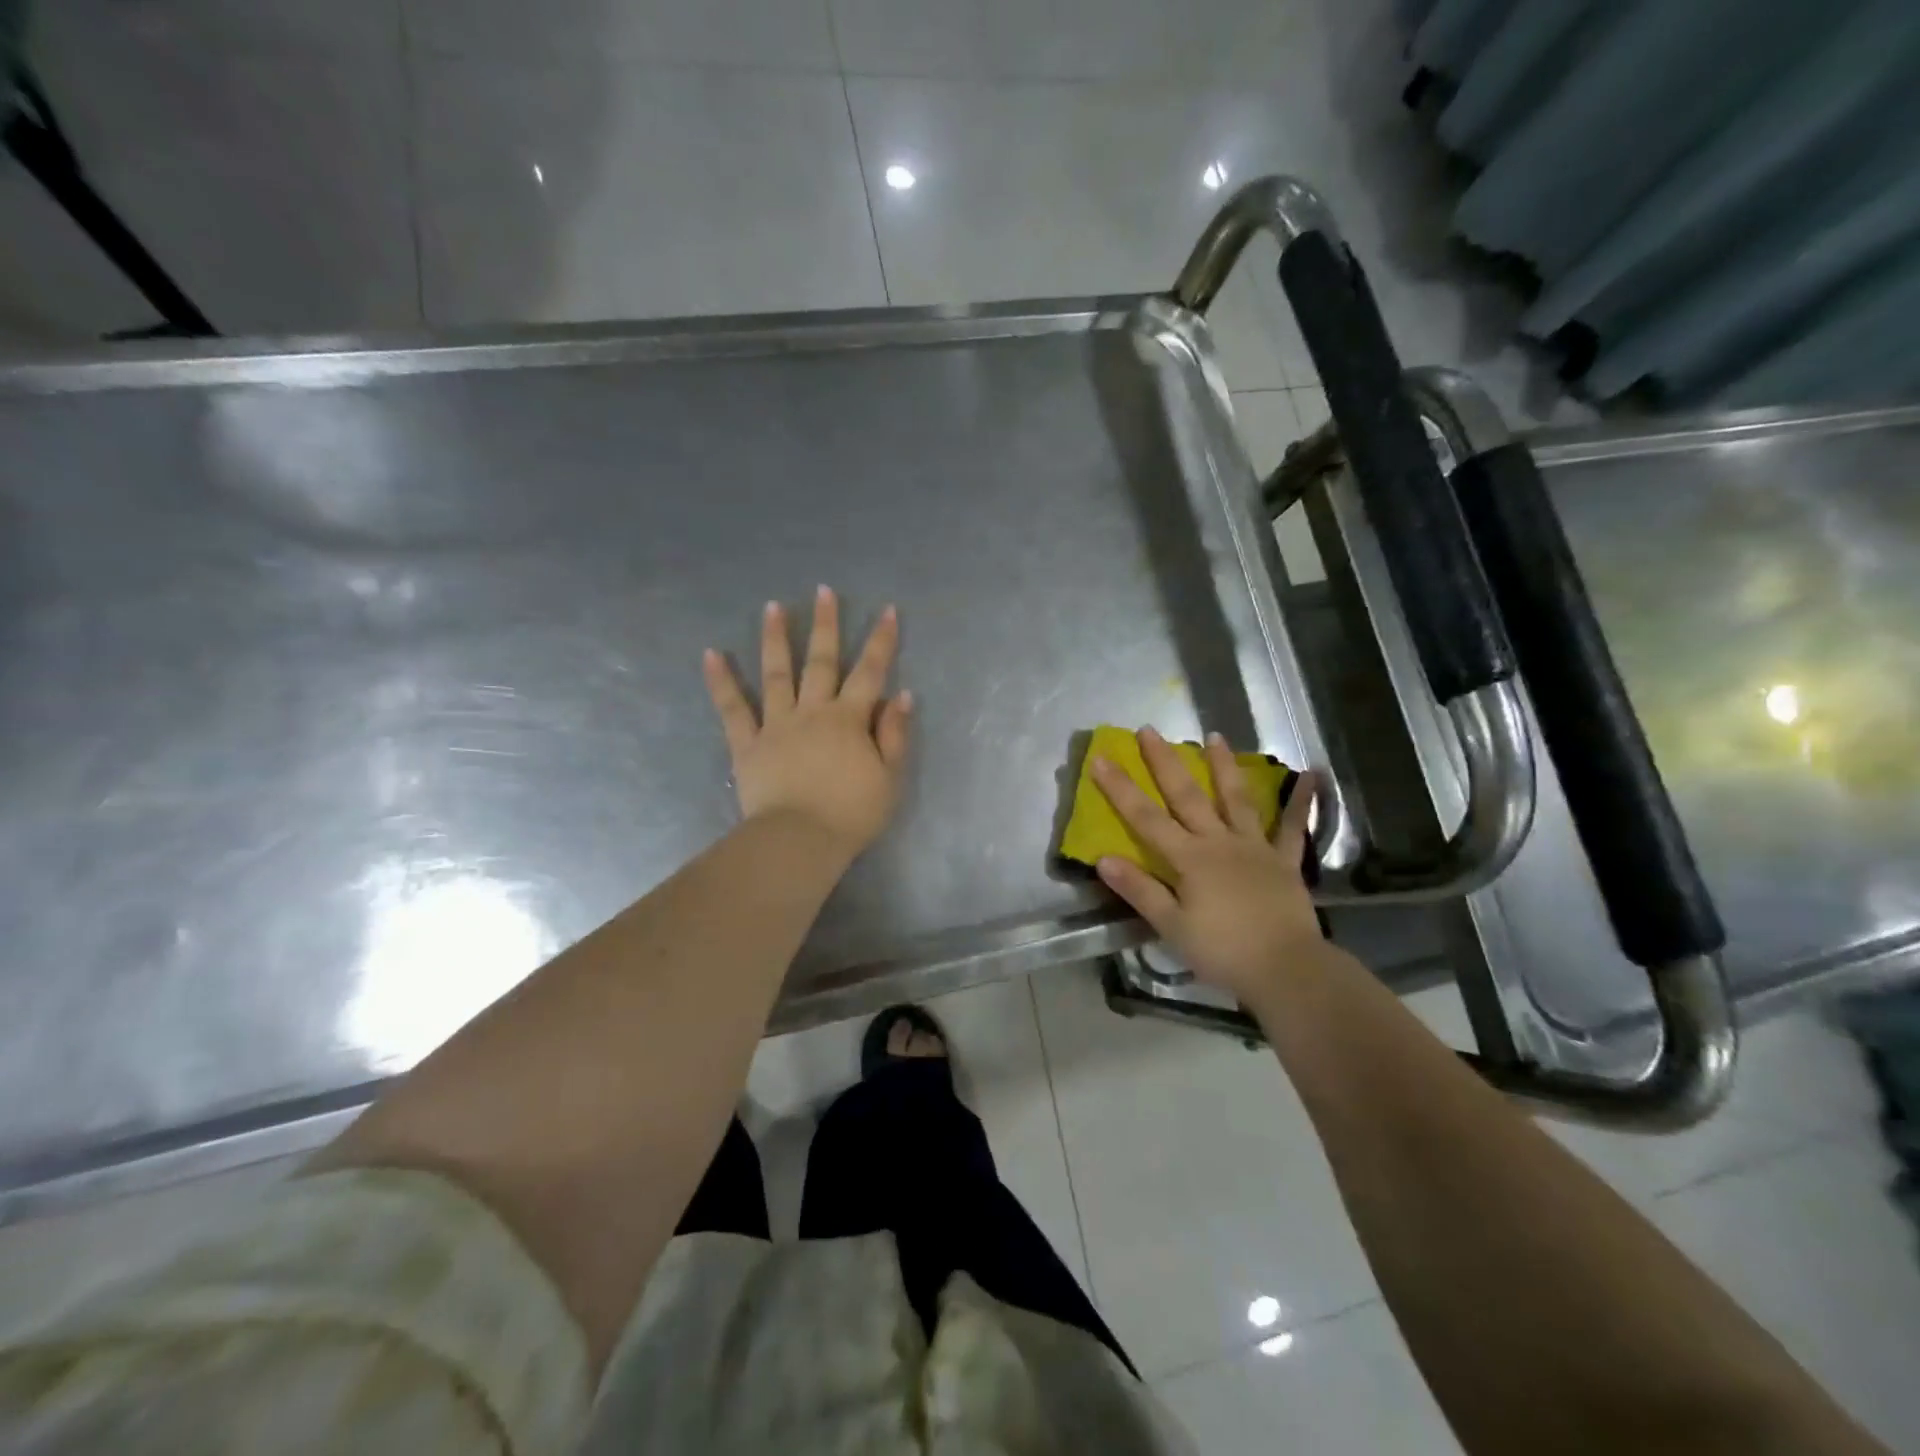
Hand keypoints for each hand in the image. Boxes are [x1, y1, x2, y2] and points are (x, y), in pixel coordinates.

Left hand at [703, 586, 911, 858]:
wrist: (801, 840)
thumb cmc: (851, 813)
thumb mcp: (890, 777)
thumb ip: (895, 734)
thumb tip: (901, 694)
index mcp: (848, 719)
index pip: (870, 672)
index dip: (882, 641)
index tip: (888, 610)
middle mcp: (812, 711)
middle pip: (821, 661)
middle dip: (826, 625)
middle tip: (823, 592)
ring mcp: (776, 725)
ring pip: (776, 674)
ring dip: (775, 639)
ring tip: (773, 607)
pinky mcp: (747, 744)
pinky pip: (732, 709)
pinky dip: (721, 681)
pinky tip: (711, 654)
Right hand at [1091, 728, 1323, 1005]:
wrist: (1287, 969)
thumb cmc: (1223, 951)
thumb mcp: (1172, 926)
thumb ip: (1140, 890)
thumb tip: (1103, 858)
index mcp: (1189, 859)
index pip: (1145, 818)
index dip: (1121, 788)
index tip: (1101, 758)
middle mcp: (1219, 842)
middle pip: (1187, 796)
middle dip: (1165, 762)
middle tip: (1150, 730)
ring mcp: (1255, 847)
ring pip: (1236, 799)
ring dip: (1224, 766)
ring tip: (1215, 736)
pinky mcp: (1284, 861)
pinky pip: (1292, 827)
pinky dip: (1302, 801)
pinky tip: (1313, 774)